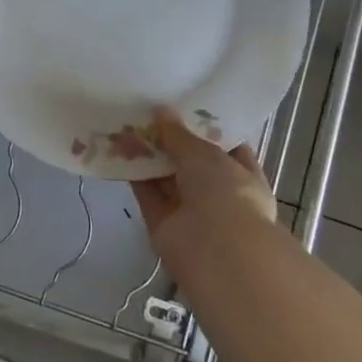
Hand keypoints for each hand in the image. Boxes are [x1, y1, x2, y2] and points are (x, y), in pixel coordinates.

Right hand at [131, 108, 277, 257]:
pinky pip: (147, 194)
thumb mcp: (205, 154)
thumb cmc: (226, 193)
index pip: (228, 150)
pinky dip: (134, 174)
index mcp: (243, 178)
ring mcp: (190, 211)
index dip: (207, 130)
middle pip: (191, 164)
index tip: (185, 109)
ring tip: (127, 124)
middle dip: (172, 142)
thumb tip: (161, 111)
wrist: (215, 251)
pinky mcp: (163, 223)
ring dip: (149, 156)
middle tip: (148, 113)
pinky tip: (118, 148)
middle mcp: (219, 195)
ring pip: (166, 178)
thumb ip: (180, 134)